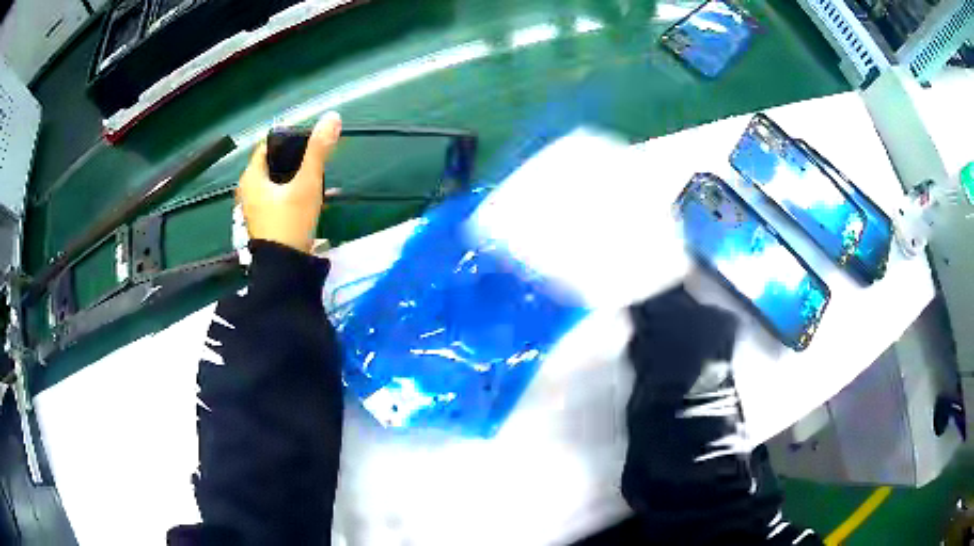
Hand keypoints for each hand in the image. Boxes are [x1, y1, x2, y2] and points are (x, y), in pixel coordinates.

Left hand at [238, 112, 341, 252]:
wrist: (284, 271)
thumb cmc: (290, 222)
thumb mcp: (307, 183)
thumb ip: (318, 151)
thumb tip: (333, 116)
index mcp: (251, 176)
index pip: (268, 145)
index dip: (290, 139)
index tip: (311, 142)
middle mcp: (248, 190)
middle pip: (273, 163)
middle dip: (296, 160)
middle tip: (317, 162)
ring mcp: (254, 208)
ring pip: (277, 182)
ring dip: (296, 178)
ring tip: (319, 179)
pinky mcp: (263, 222)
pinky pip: (278, 198)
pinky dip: (292, 194)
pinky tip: (311, 199)